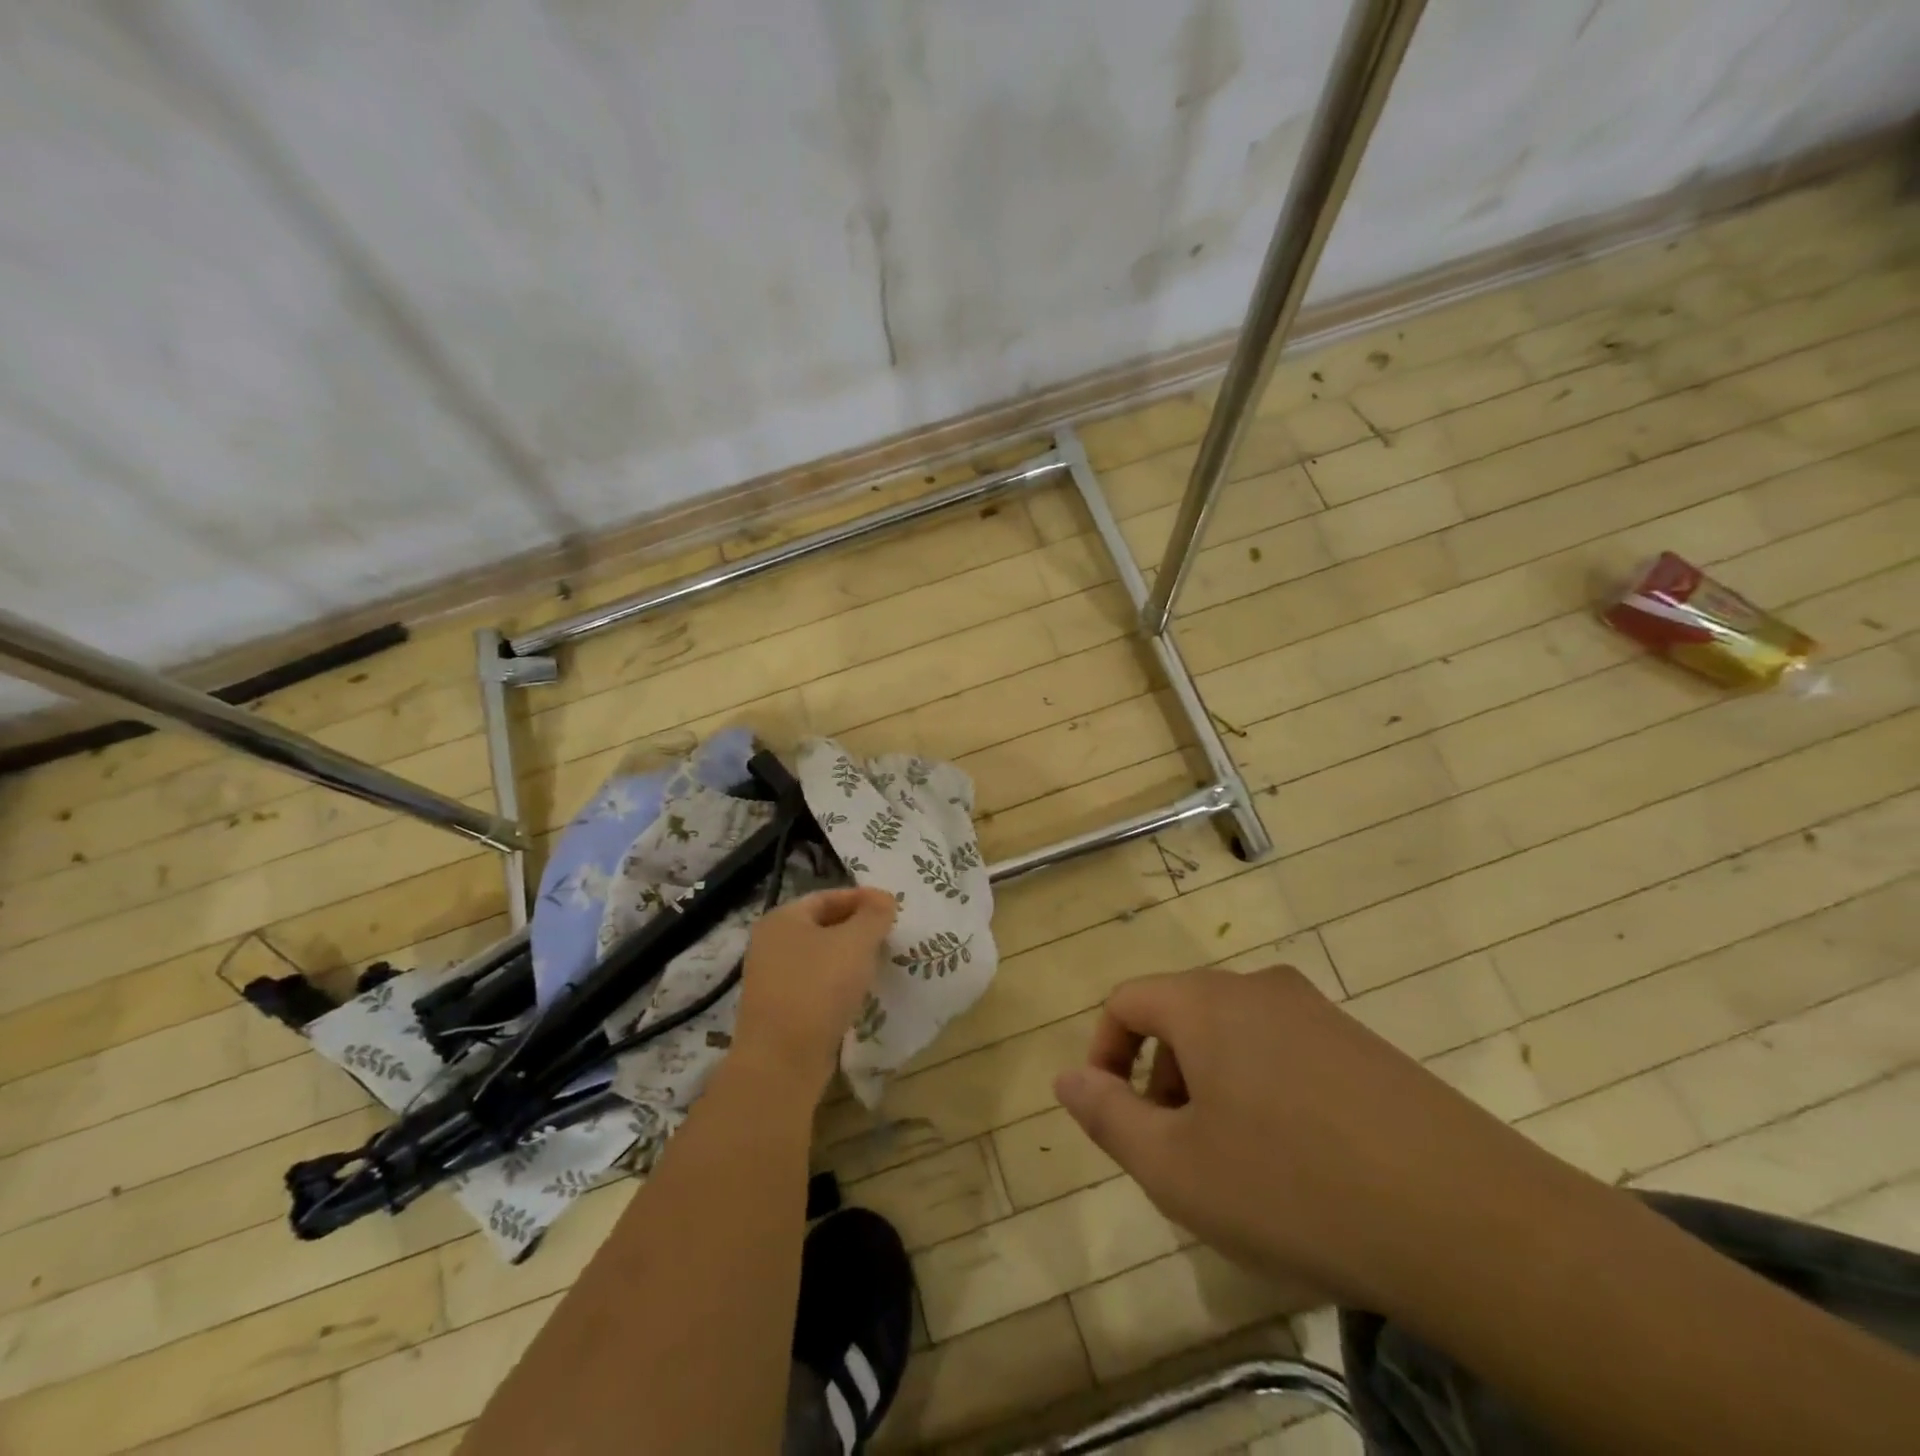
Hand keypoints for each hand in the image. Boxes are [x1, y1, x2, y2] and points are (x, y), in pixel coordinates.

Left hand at [733, 887, 896, 1099]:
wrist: (782, 1061)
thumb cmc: (819, 987)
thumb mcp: (856, 942)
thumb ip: (874, 915)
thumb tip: (883, 899)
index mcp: (782, 918)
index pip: (827, 896)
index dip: (862, 898)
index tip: (891, 908)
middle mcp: (770, 943)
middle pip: (822, 925)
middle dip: (857, 928)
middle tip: (889, 935)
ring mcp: (771, 979)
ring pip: (819, 957)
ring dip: (848, 957)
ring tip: (879, 963)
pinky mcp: (779, 1010)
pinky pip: (814, 985)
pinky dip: (837, 983)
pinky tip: (858, 993)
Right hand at [1053, 965, 1569, 1313]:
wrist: (1467, 1220)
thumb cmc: (1292, 1187)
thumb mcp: (1176, 1167)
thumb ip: (1107, 1115)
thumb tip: (1066, 1077)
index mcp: (1206, 1002)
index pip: (1127, 1001)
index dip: (1105, 1054)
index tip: (1114, 1113)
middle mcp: (1258, 988)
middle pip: (1181, 1016)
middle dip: (1161, 1077)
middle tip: (1176, 1150)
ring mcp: (1318, 1013)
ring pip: (1234, 1035)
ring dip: (1212, 1086)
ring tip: (1237, 1163)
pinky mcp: (1364, 1046)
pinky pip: (1285, 1052)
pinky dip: (1264, 1091)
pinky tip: (1299, 1161)